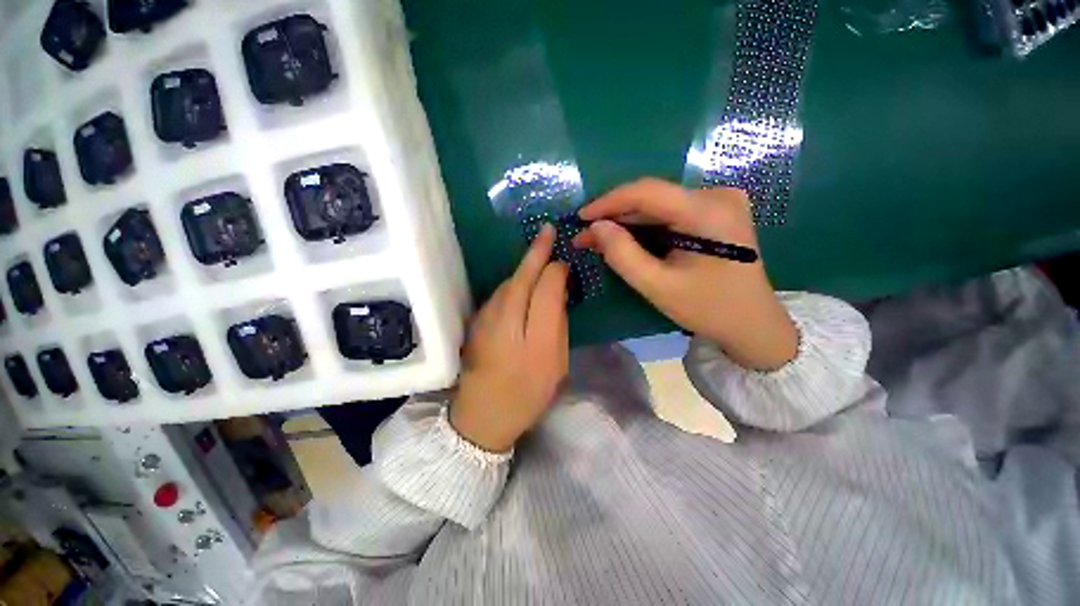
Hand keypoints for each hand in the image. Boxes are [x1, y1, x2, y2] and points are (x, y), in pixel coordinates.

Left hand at [450, 225, 569, 452]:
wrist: (483, 413)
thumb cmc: (528, 392)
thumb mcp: (557, 363)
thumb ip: (558, 324)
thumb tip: (558, 292)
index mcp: (536, 338)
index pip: (546, 289)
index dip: (556, 270)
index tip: (563, 262)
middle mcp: (507, 322)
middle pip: (522, 277)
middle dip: (536, 252)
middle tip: (547, 230)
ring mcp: (486, 319)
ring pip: (508, 282)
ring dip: (524, 267)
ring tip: (538, 256)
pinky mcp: (477, 321)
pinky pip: (499, 293)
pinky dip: (513, 281)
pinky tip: (522, 282)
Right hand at [574, 178, 797, 370]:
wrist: (753, 324)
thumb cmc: (708, 309)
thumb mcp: (658, 286)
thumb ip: (623, 255)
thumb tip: (596, 227)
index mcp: (708, 211)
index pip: (647, 192)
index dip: (608, 202)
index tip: (580, 218)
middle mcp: (717, 196)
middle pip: (652, 198)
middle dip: (614, 217)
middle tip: (585, 237)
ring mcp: (719, 202)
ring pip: (658, 206)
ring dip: (626, 222)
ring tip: (598, 240)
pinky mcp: (716, 213)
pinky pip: (670, 213)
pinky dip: (644, 226)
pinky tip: (625, 239)